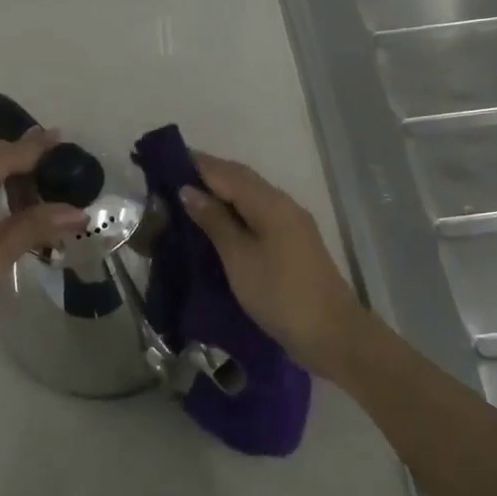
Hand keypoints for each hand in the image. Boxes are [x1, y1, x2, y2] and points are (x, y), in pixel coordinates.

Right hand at [181, 153, 378, 379]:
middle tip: (170, 181)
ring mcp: (292, 224)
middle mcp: (283, 205)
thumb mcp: (239, 258)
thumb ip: (214, 221)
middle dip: (208, 176)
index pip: (227, 172)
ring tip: (187, 201)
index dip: (198, 164)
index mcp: (270, 203)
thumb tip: (188, 190)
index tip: (165, 161)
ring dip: (221, 194)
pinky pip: (258, 215)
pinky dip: (235, 212)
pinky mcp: (293, 243)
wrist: (332, 334)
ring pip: (251, 197)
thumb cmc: (279, 294)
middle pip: (242, 180)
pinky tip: (218, 225)